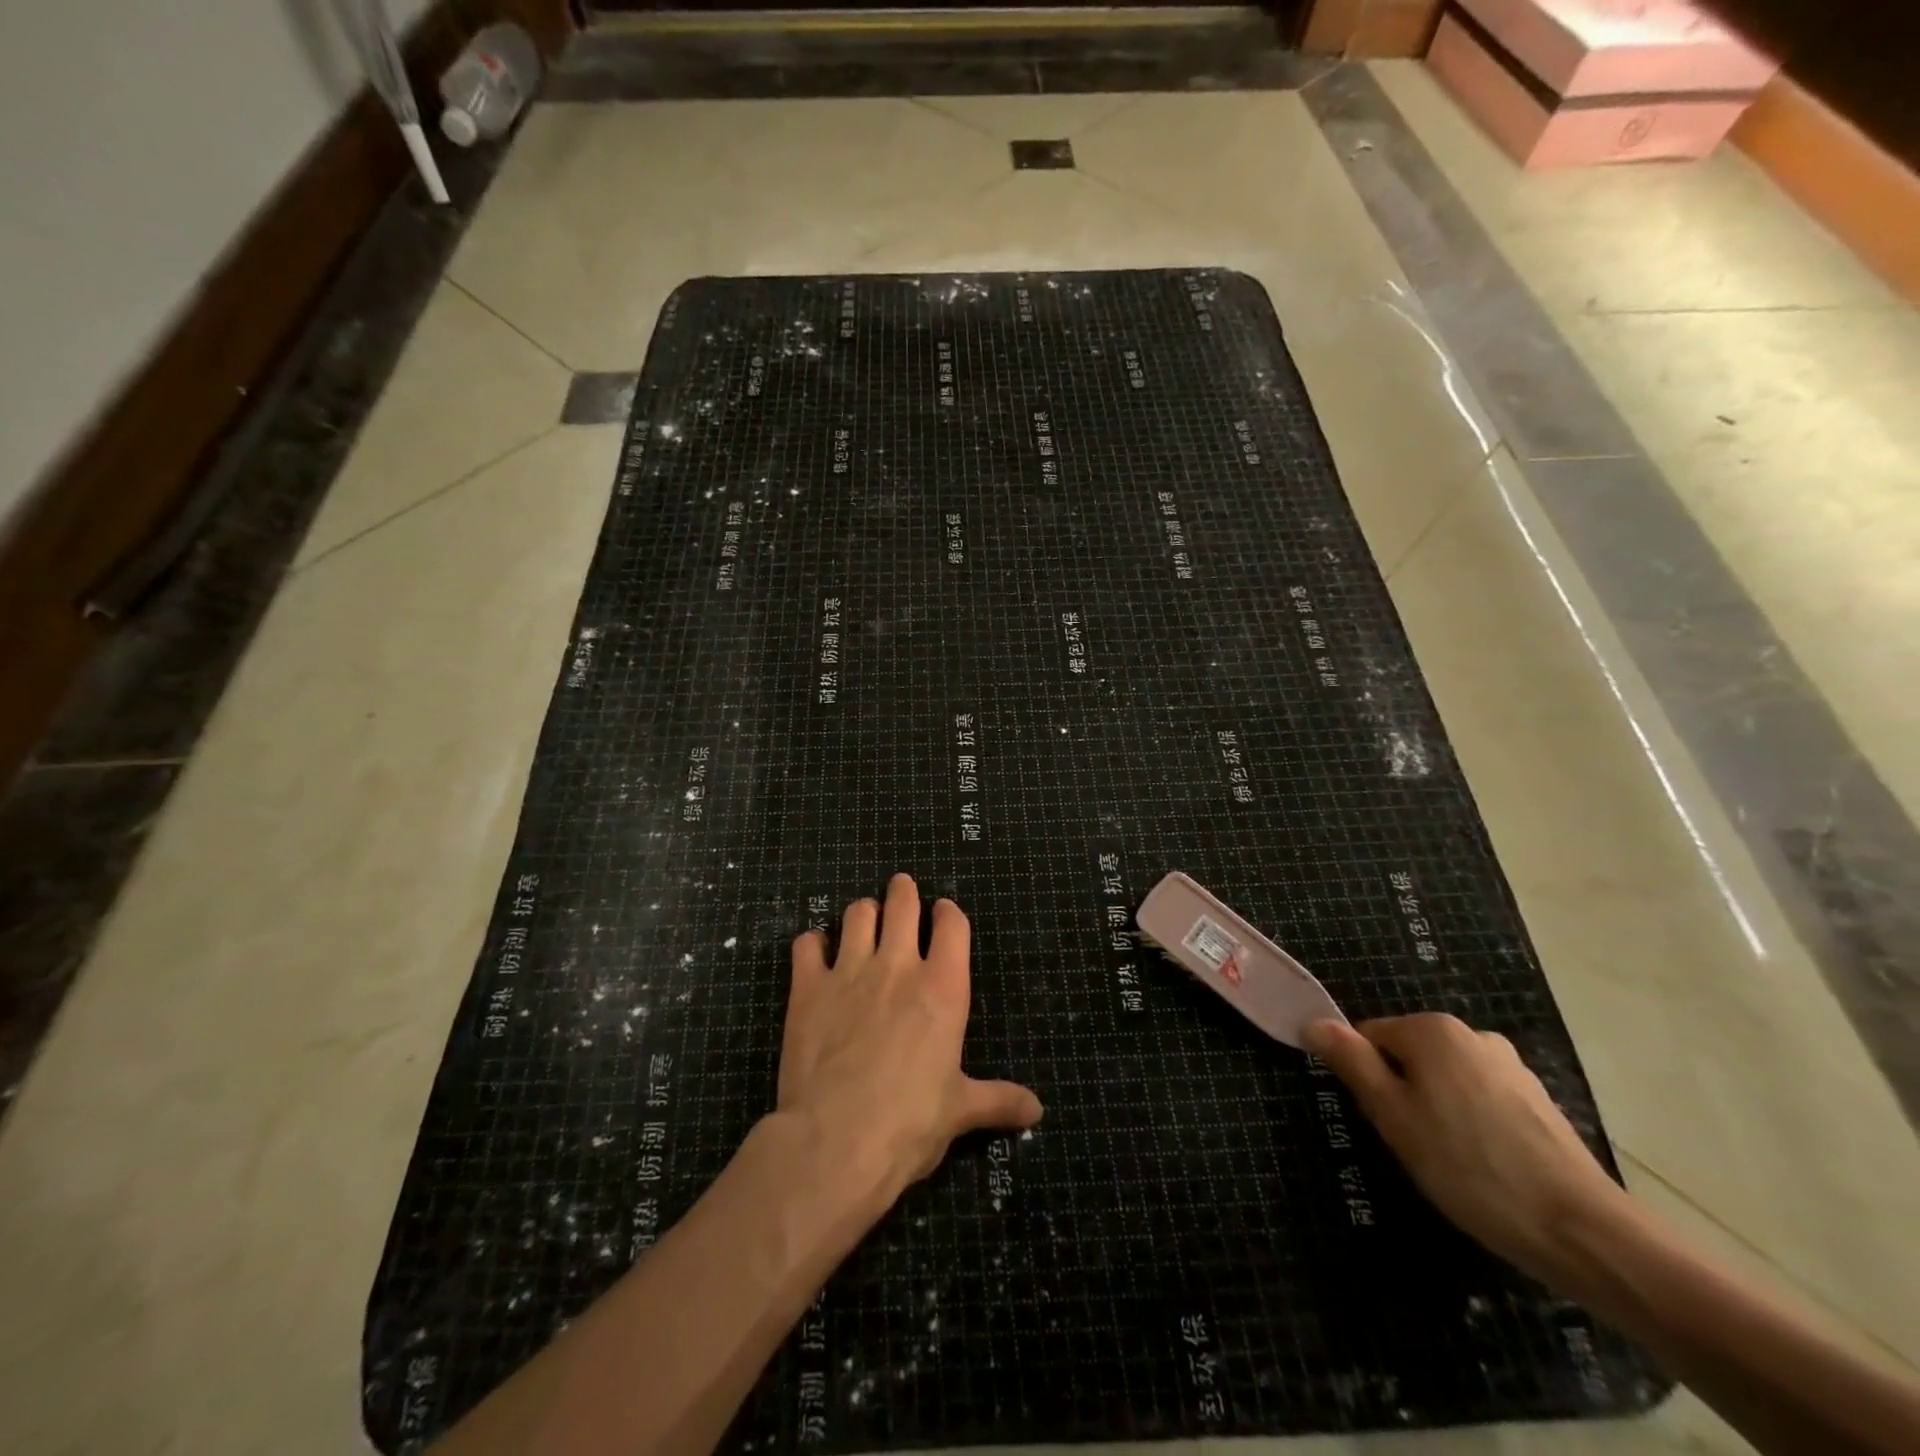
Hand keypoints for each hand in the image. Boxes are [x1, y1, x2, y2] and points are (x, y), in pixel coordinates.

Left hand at [778, 874, 1042, 1199]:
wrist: (835, 1141)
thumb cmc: (909, 1124)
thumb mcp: (960, 1111)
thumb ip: (998, 1100)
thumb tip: (1037, 1111)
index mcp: (943, 988)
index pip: (952, 925)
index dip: (948, 913)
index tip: (944, 913)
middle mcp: (898, 967)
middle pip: (902, 903)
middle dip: (904, 891)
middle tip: (902, 889)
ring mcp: (849, 972)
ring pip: (857, 914)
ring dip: (863, 912)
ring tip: (864, 919)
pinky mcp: (808, 988)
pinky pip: (807, 944)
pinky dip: (813, 943)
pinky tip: (816, 952)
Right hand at [1303, 1013, 1627, 1280]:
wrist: (1581, 1231)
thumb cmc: (1468, 1167)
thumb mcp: (1392, 1115)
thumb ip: (1351, 1062)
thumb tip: (1314, 1022)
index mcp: (1432, 1029)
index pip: (1370, 1037)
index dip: (1367, 1079)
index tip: (1384, 1122)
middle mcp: (1472, 1033)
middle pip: (1409, 1056)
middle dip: (1402, 1093)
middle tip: (1413, 1144)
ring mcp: (1511, 1066)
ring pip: (1445, 1079)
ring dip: (1437, 1109)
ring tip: (1453, 1161)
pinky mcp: (1538, 1100)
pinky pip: (1481, 1099)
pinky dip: (1472, 1124)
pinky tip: (1486, 1165)